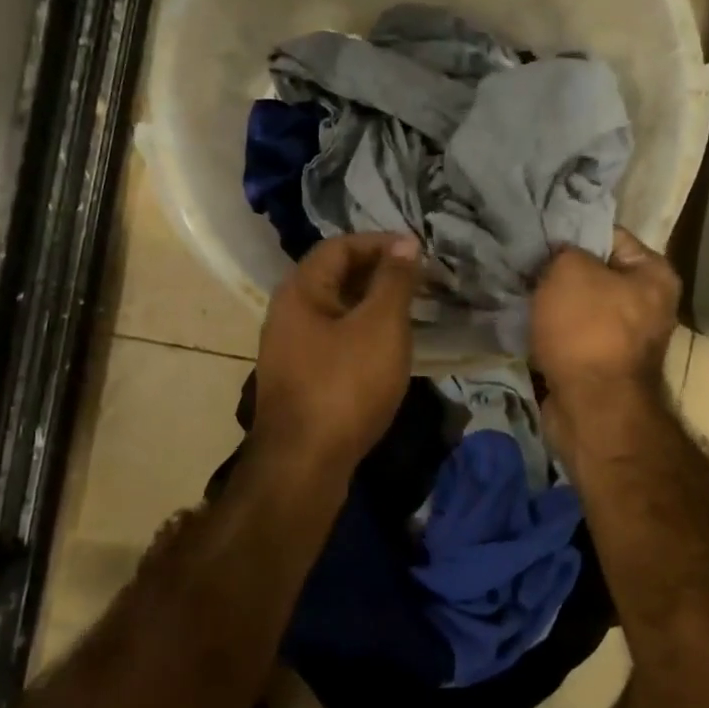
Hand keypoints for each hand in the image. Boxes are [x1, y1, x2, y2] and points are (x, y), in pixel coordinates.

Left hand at [252, 233, 421, 473]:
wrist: (304, 464)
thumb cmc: (345, 386)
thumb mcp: (380, 326)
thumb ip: (394, 281)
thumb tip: (405, 243)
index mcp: (300, 291)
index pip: (340, 246)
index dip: (380, 243)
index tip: (419, 252)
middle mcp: (288, 313)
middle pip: (335, 277)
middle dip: (379, 274)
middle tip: (420, 281)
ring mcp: (291, 349)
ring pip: (337, 312)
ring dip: (373, 306)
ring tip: (412, 312)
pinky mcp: (301, 380)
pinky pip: (335, 341)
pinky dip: (363, 335)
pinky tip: (389, 350)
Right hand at [531, 227, 679, 400]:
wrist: (591, 408)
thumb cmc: (587, 329)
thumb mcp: (570, 270)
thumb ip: (563, 251)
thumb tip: (557, 256)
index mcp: (654, 274)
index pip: (609, 235)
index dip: (571, 232)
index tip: (538, 234)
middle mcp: (648, 304)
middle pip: (594, 273)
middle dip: (558, 271)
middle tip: (524, 264)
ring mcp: (625, 339)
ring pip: (579, 307)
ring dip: (551, 303)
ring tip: (520, 292)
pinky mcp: (601, 365)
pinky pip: (571, 336)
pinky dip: (550, 331)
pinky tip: (524, 323)